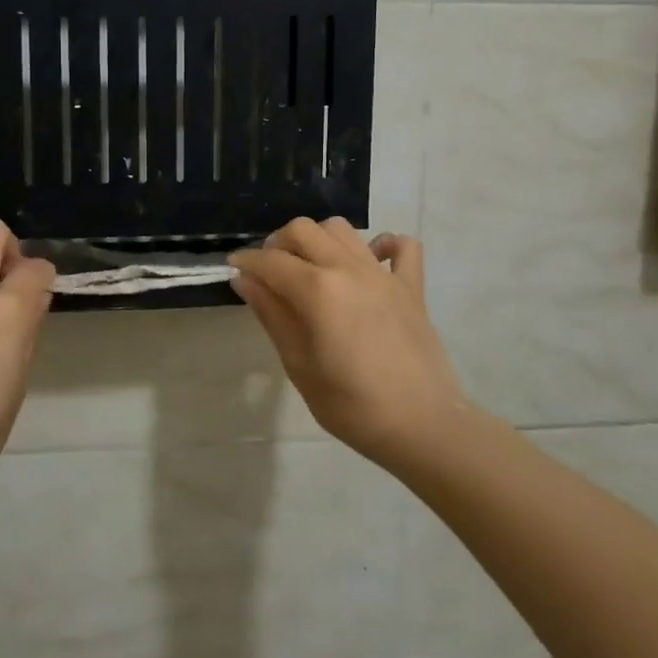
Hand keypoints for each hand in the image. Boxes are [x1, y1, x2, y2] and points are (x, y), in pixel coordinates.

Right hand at [231, 219, 467, 475]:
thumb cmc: (352, 406)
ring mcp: (384, 274)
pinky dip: (383, 245)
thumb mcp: (299, 366)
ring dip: (319, 240)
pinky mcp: (411, 286)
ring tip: (311, 268)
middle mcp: (349, 269)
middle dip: (278, 243)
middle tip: (270, 272)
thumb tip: (245, 280)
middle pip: (304, 230)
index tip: (234, 269)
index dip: (247, 262)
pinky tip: (369, 263)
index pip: (271, 261)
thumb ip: (272, 316)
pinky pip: (402, 247)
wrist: (424, 427)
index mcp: (318, 290)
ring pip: (342, 230)